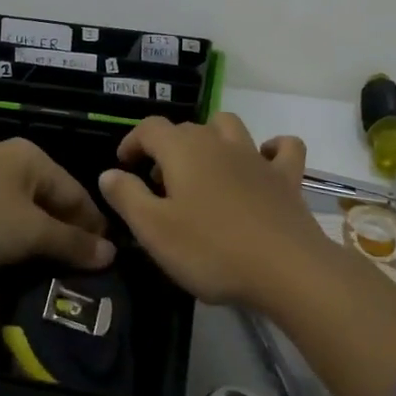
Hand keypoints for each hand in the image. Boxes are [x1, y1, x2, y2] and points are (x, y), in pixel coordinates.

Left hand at [0, 139, 112, 298]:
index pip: (77, 193)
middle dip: (67, 233)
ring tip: (52, 268)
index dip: (93, 226)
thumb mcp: (31, 232)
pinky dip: (15, 236)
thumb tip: (111, 254)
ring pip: (26, 210)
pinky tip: (17, 258)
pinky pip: (2, 216)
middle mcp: (13, 160)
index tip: (106, 258)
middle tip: (81, 268)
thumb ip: (71, 243)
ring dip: (40, 238)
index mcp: (35, 159)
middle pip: (52, 200)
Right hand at [98, 114, 323, 309]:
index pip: (150, 128)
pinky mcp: (286, 177)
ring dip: (212, 138)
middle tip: (158, 185)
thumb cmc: (211, 250)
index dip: (133, 141)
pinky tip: (263, 163)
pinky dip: (272, 149)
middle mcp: (219, 142)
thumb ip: (127, 197)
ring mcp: (256, 157)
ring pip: (229, 126)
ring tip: (203, 169)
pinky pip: (283, 148)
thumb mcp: (154, 230)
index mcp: (183, 150)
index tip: (124, 166)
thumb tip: (109, 173)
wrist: (286, 269)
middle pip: (187, 129)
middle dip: (167, 148)